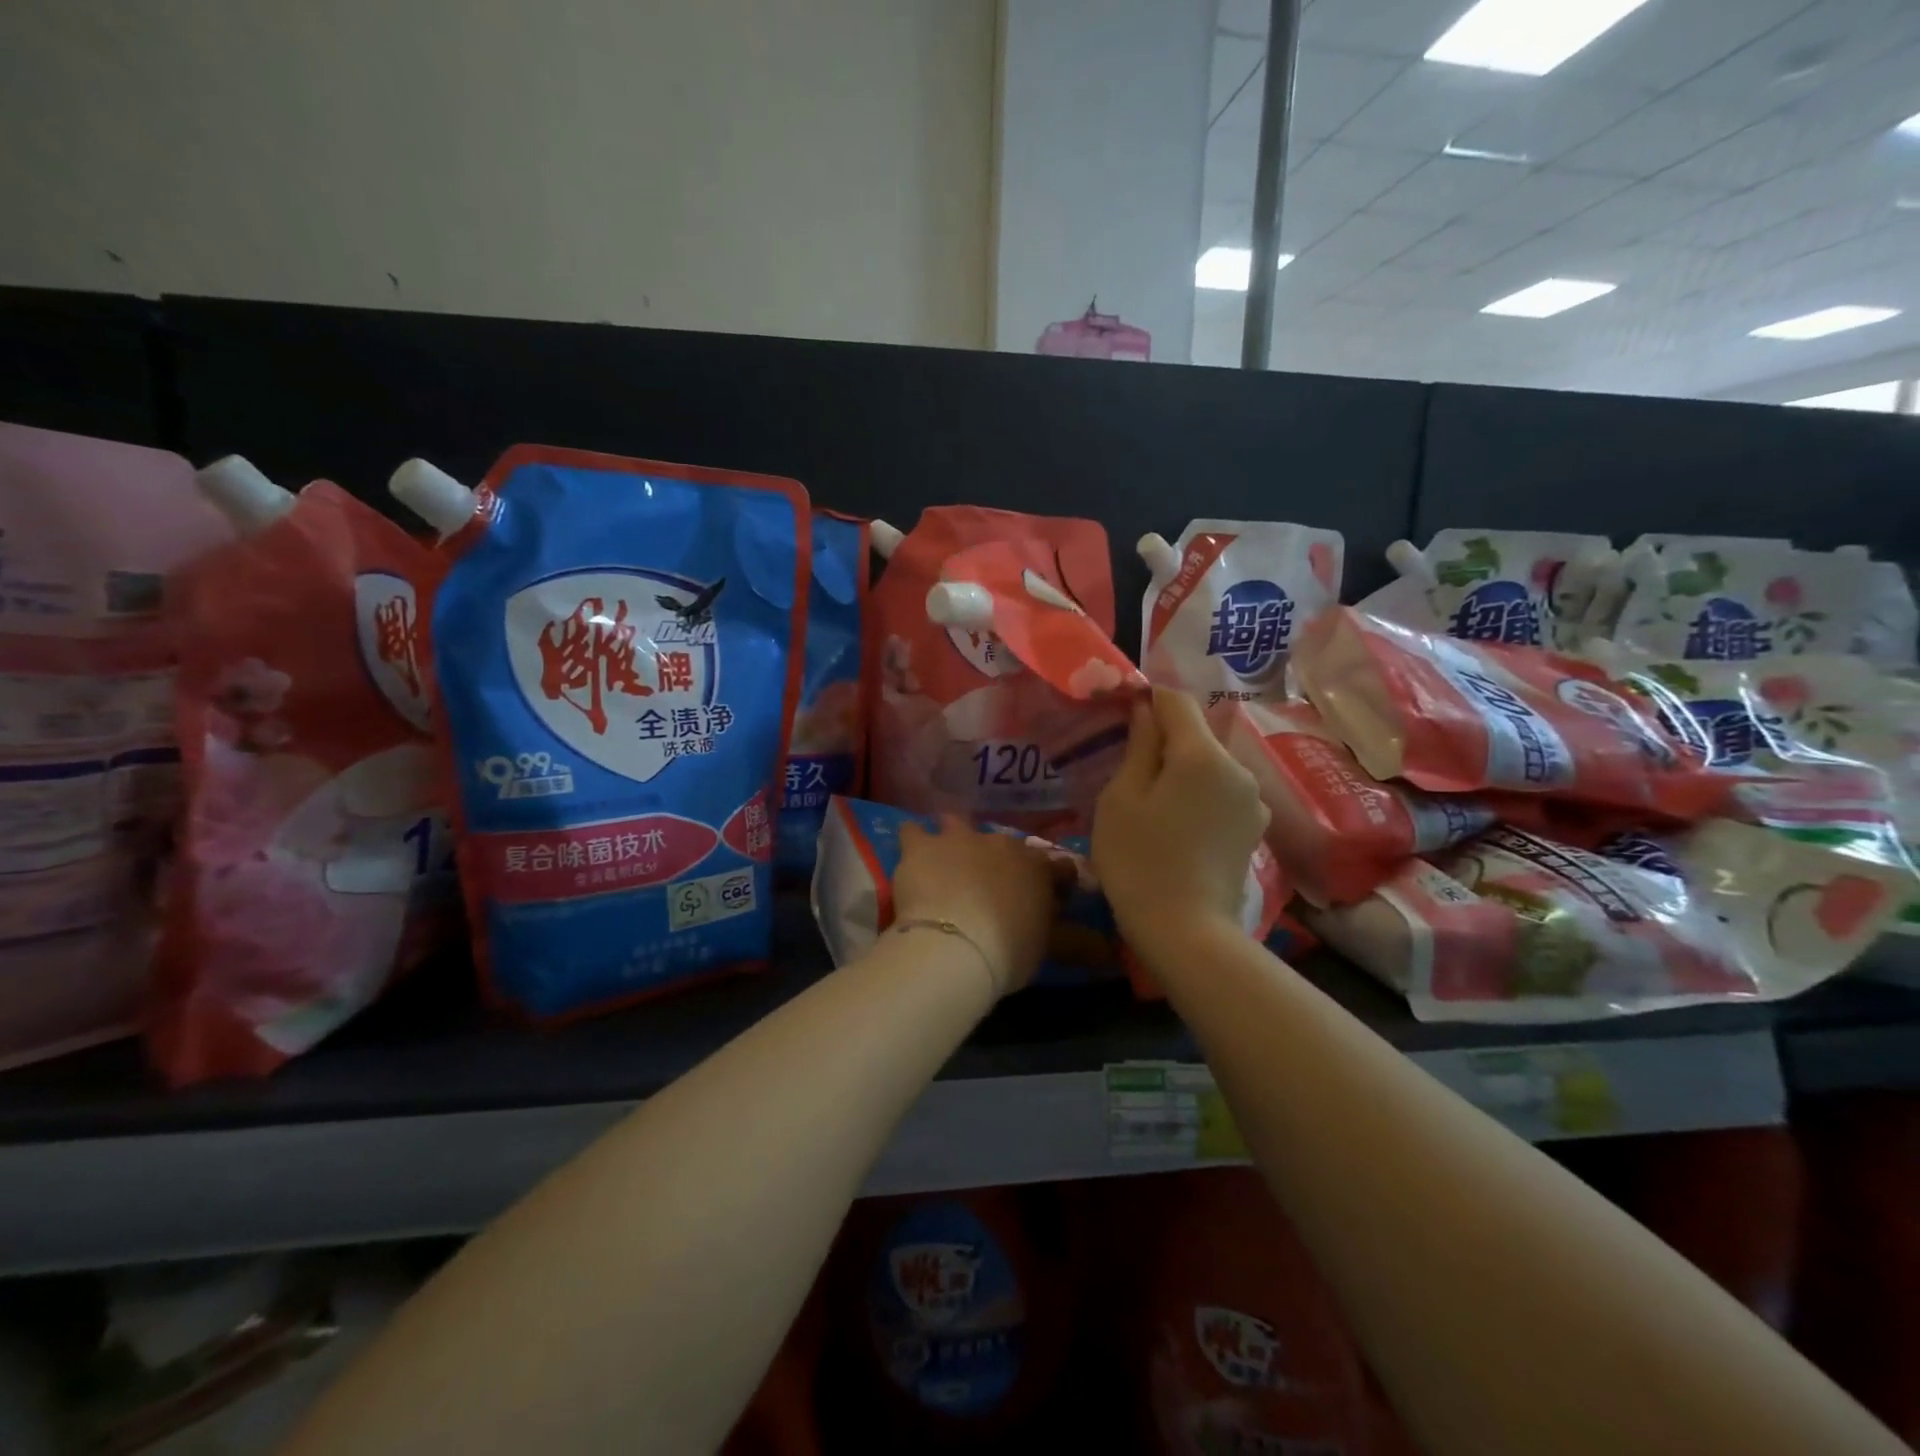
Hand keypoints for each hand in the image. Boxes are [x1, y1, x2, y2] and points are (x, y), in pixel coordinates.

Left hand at [893, 817, 1068, 997]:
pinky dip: (915, 840)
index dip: (1056, 883)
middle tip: (993, 889)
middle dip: (1001, 862)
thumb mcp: (1048, 950)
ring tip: (949, 861)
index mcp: (1036, 866)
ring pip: (957, 825)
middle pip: (1005, 846)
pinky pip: (914, 831)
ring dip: (956, 839)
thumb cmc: (1008, 950)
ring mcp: (959, 839)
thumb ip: (1076, 943)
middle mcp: (1000, 843)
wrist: (953, 947)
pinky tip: (912, 854)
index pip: (1057, 867)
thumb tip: (1107, 951)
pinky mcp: (922, 846)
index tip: (1052, 900)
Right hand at [1092, 688, 1268, 960]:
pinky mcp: (1255, 829)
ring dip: (1182, 771)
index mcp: (1203, 755)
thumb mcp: (1122, 798)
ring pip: (1210, 766)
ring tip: (1153, 804)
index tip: (1122, 716)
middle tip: (1129, 769)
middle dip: (1164, 740)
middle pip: (1197, 735)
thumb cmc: (1139, 860)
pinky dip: (1199, 797)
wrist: (1186, 932)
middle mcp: (1239, 769)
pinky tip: (1178, 827)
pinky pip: (1222, 794)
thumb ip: (1139, 745)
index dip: (1147, 699)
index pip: (1176, 701)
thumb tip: (1147, 711)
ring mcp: (1253, 801)